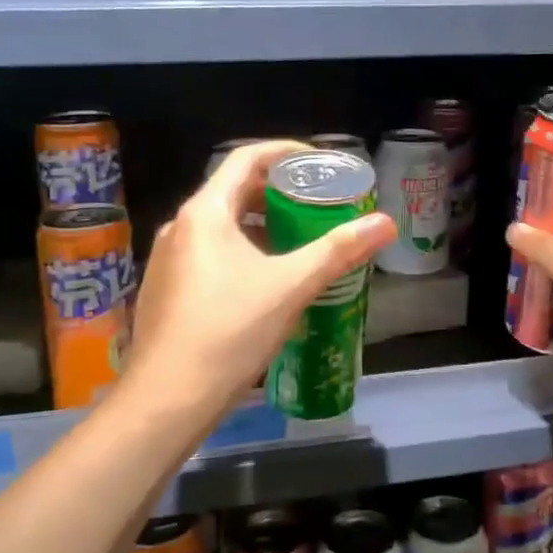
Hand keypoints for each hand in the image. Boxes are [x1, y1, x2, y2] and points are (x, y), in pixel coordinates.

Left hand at [122, 139, 394, 424]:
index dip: (286, 152)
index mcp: (205, 213)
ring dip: (262, 224)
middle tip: (319, 204)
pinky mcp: (167, 288)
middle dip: (279, 193)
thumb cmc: (229, 331)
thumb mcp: (291, 286)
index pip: (246, 158)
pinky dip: (242, 250)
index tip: (321, 164)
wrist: (167, 399)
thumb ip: (338, 250)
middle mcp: (181, 226)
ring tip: (300, 240)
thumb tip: (385, 223)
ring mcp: (168, 259)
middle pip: (234, 190)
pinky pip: (210, 252)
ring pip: (222, 225)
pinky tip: (267, 280)